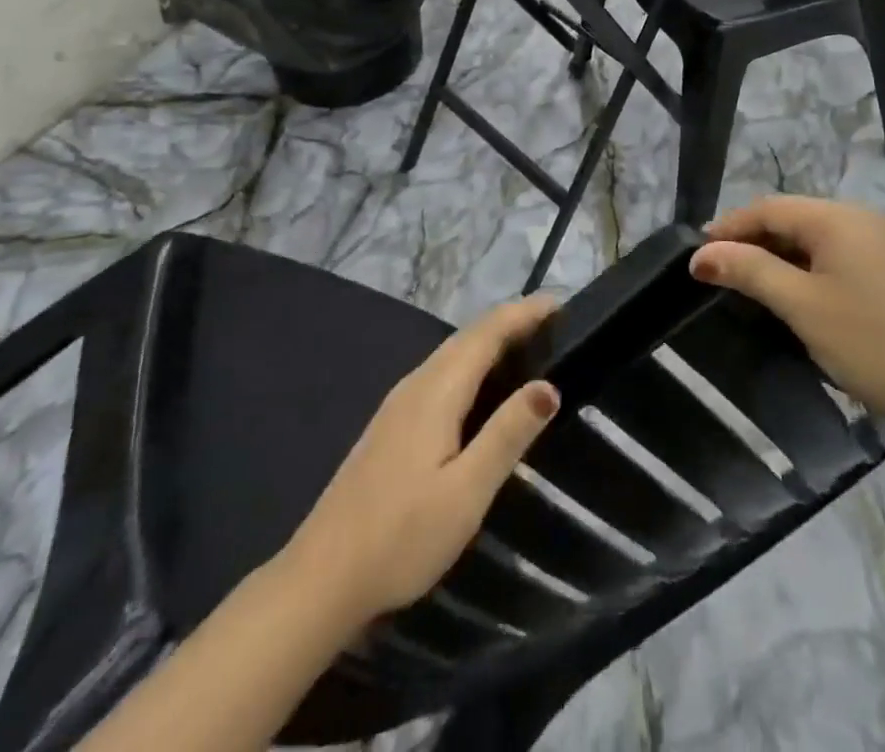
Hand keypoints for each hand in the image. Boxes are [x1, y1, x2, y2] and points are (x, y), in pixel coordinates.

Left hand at [275, 296, 560, 628]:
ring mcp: (399, 403)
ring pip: (453, 353)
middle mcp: (417, 383)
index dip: (525, 312)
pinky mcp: (392, 424)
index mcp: (437, 390)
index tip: (564, 304)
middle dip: (513, 321)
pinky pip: (442, 373)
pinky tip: (484, 388)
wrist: (320, 580)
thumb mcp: (466, 492)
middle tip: (557, 324)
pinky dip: (473, 363)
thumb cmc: (400, 537)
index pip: (488, 331)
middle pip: (470, 335)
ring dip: (492, 340)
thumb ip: (507, 434)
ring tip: (531, 347)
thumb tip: (548, 385)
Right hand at [690, 196, 884, 439]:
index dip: (729, 228)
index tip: (697, 255)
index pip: (769, 208)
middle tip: (720, 271)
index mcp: (838, 218)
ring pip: (816, 235)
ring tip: (751, 282)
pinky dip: (809, 264)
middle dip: (753, 240)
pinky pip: (838, 251)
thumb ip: (750, 271)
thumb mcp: (802, 306)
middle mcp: (861, 217)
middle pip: (792, 217)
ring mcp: (883, 240)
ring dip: (780, 253)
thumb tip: (701, 253)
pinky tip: (798, 291)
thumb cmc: (871, 343)